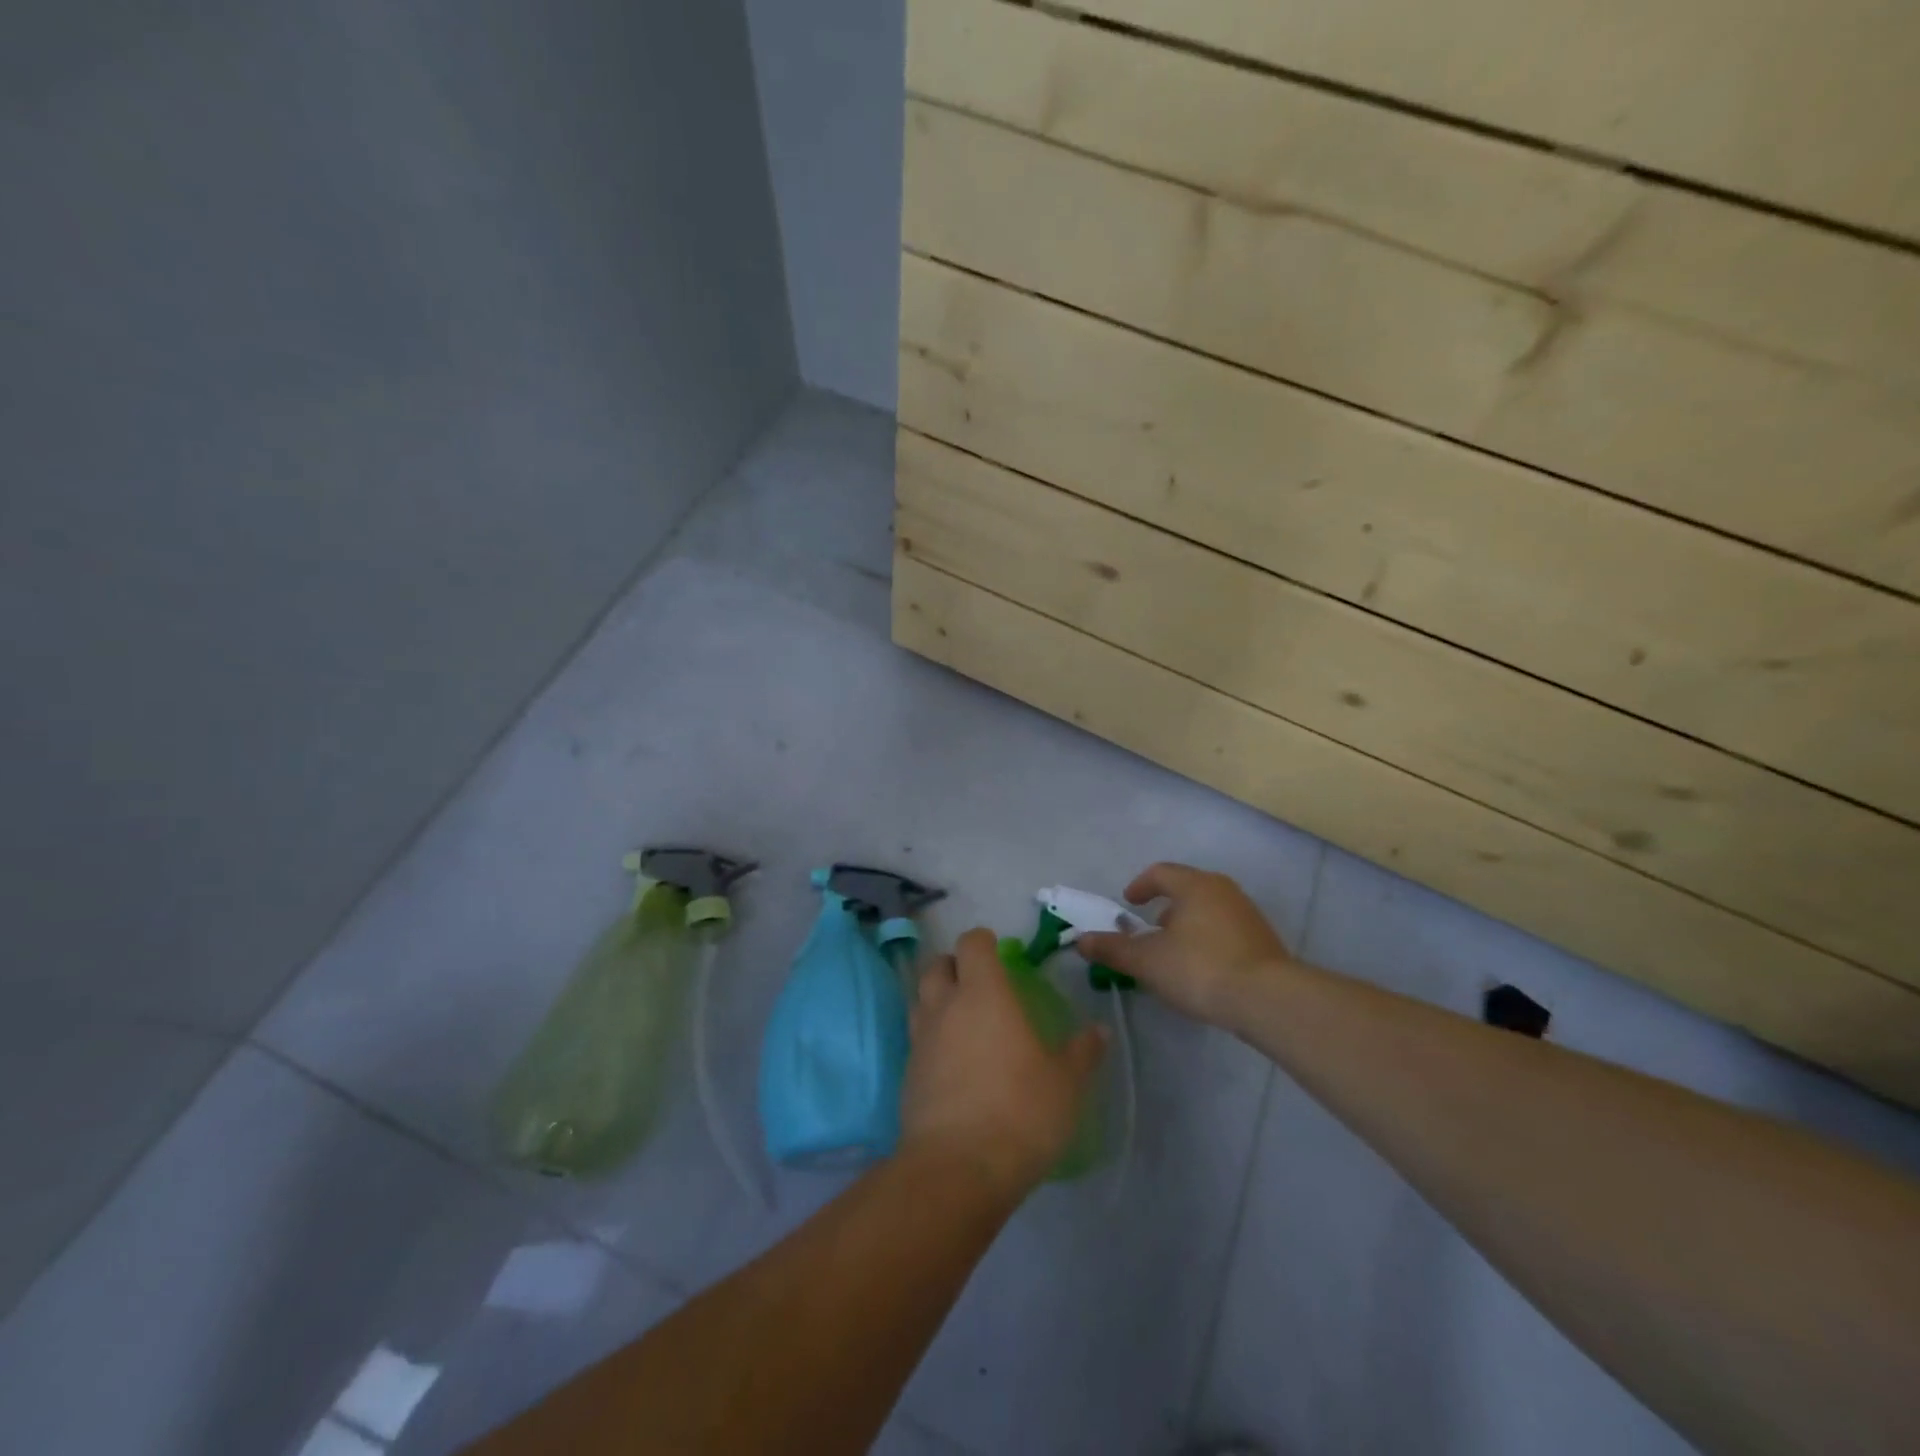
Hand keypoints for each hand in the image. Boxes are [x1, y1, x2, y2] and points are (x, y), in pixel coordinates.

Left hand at [901, 928, 1106, 1201]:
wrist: (956, 1169)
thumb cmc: (1019, 1112)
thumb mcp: (1065, 1084)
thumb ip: (1082, 1053)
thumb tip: (1100, 1031)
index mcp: (983, 993)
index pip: (971, 944)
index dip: (983, 941)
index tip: (997, 951)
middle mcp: (945, 1006)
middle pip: (937, 965)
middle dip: (955, 966)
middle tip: (978, 983)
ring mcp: (921, 1040)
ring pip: (921, 999)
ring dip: (937, 999)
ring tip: (962, 1018)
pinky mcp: (907, 1074)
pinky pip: (917, 1039)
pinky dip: (931, 1038)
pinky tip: (950, 1061)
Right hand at [1075, 863, 1293, 1028]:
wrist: (1268, 999)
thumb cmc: (1200, 968)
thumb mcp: (1148, 961)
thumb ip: (1113, 949)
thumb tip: (1081, 940)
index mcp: (1194, 885)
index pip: (1160, 873)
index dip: (1139, 886)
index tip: (1128, 904)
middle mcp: (1223, 890)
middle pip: (1186, 889)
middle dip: (1164, 907)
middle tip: (1149, 929)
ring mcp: (1247, 914)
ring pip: (1208, 909)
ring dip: (1186, 924)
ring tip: (1173, 952)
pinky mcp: (1263, 940)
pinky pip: (1226, 929)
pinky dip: (1207, 939)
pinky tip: (1202, 968)